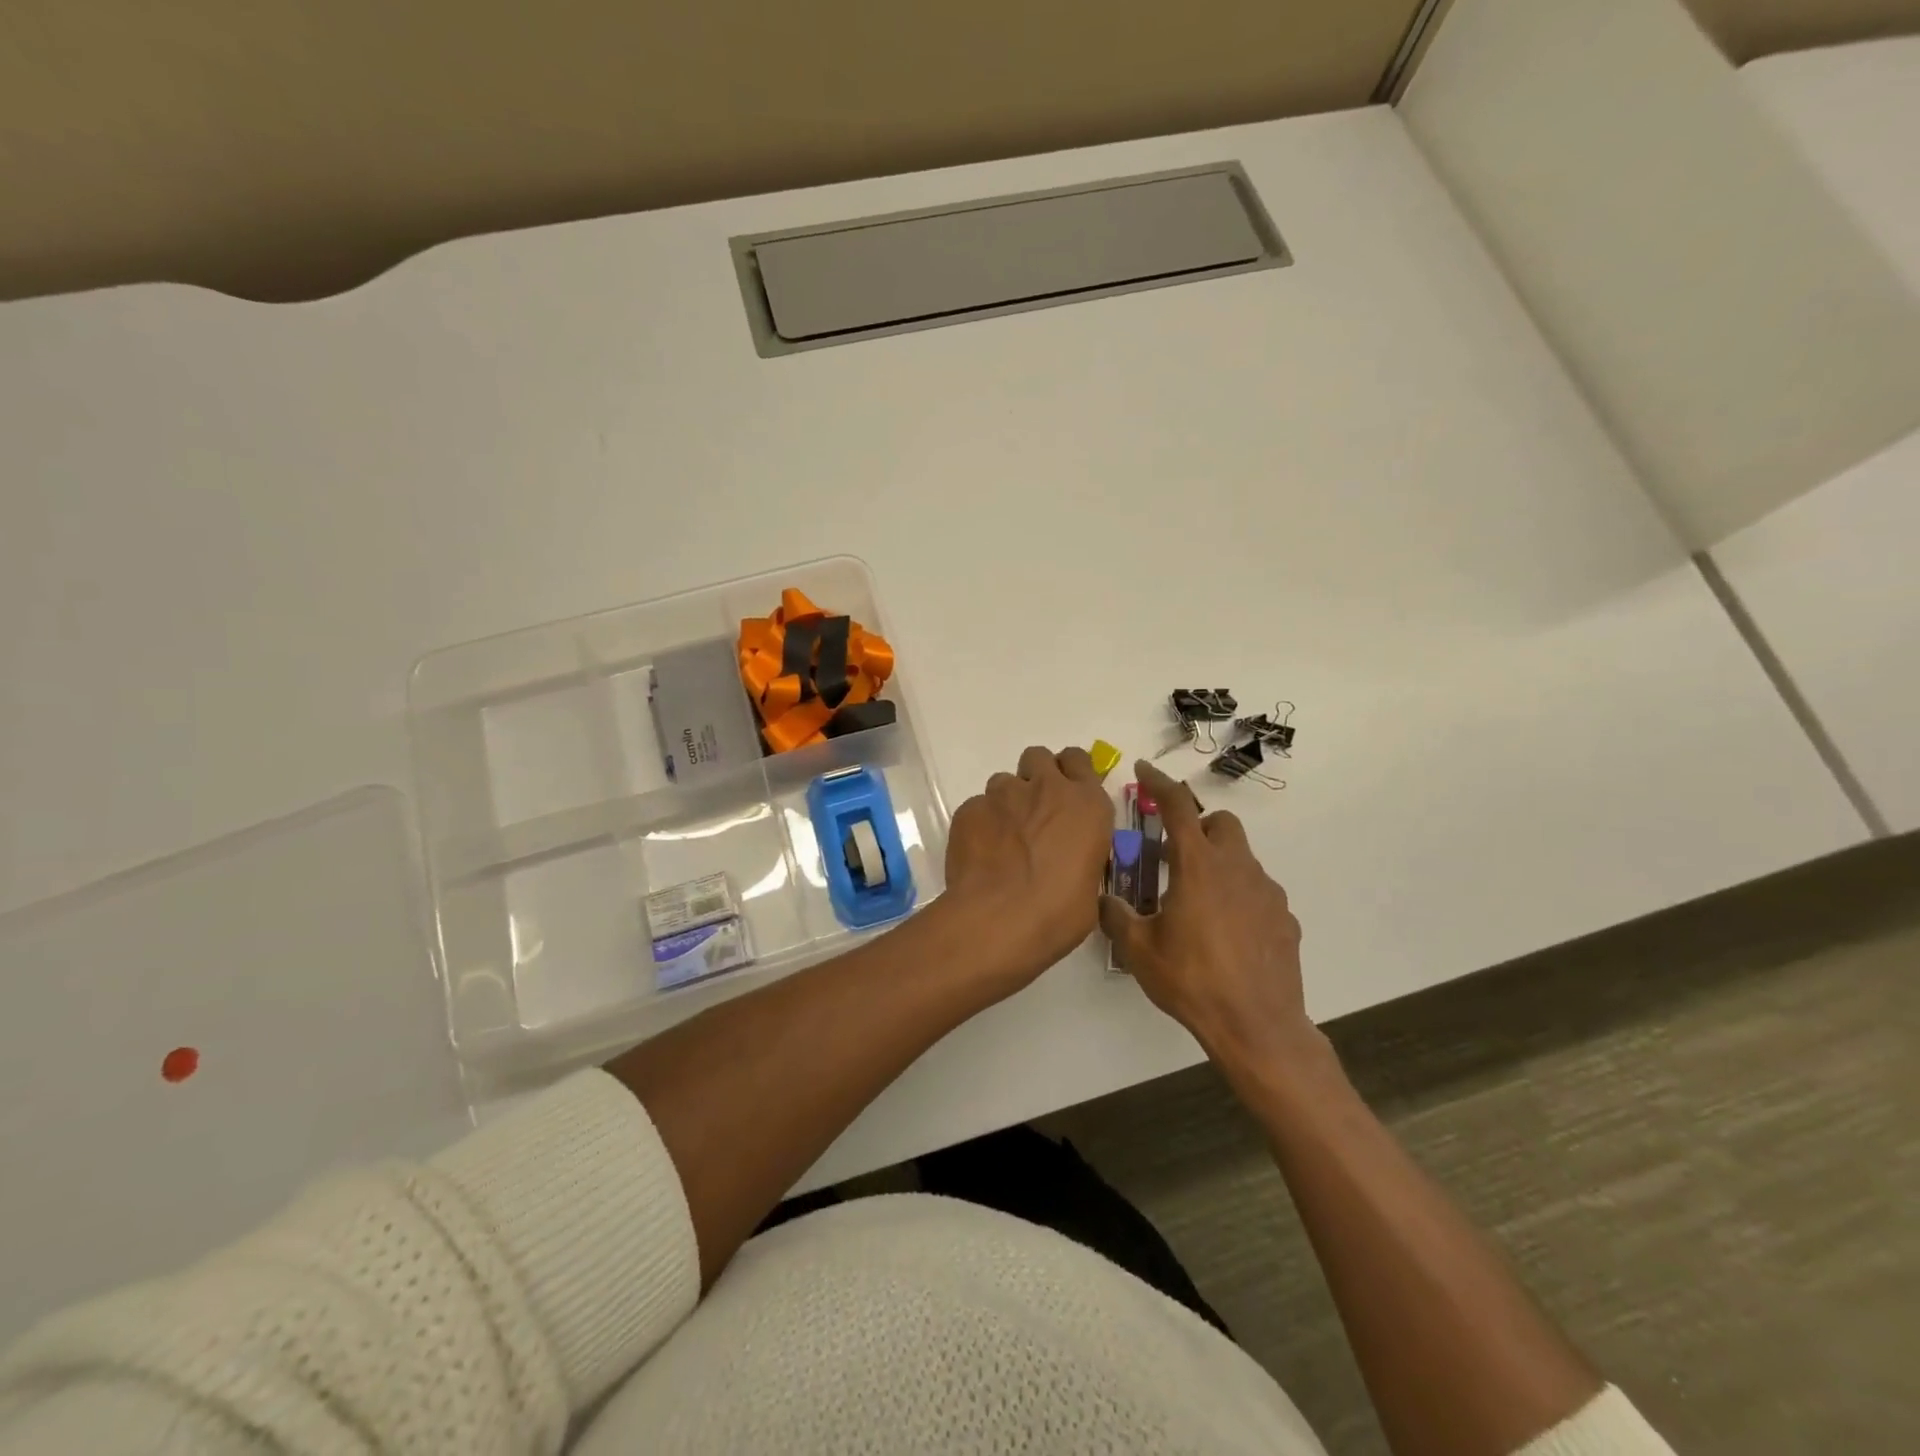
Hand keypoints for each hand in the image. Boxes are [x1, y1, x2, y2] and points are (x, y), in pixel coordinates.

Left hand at [943, 746, 1114, 984]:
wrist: (998, 919)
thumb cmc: (1058, 912)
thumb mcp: (1089, 886)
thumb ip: (1080, 858)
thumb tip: (1070, 866)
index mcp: (1086, 804)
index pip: (1079, 760)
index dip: (1071, 772)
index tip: (1067, 791)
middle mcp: (1045, 788)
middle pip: (1038, 757)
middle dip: (1036, 776)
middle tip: (1034, 810)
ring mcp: (1002, 795)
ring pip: (1003, 781)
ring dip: (1007, 802)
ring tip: (1003, 838)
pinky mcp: (969, 809)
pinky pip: (976, 807)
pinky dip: (980, 824)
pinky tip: (980, 853)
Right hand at [1100, 759, 1318, 1076]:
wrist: (1256, 1026)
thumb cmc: (1192, 980)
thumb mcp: (1139, 950)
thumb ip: (1117, 916)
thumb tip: (1103, 899)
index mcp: (1198, 866)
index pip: (1177, 807)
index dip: (1159, 783)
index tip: (1144, 770)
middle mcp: (1237, 868)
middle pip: (1221, 823)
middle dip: (1198, 826)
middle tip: (1175, 855)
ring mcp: (1267, 892)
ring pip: (1242, 858)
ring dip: (1218, 864)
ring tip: (1197, 903)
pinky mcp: (1284, 918)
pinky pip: (1258, 893)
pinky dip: (1239, 897)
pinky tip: (1226, 933)